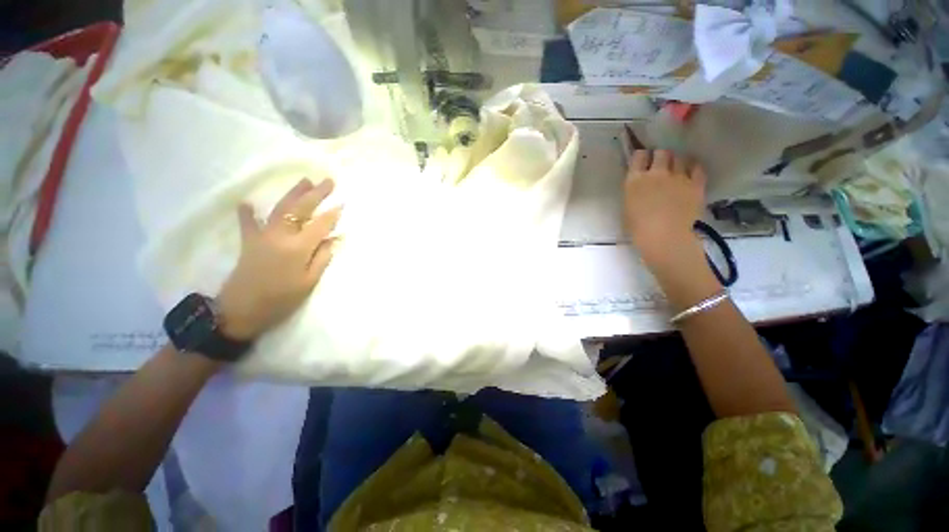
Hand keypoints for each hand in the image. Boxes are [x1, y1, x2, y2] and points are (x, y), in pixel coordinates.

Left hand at [216, 178, 341, 340]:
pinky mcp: (249, 242)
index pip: (320, 224)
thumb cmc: (281, 299)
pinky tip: (247, 202)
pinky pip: (248, 223)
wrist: (240, 311)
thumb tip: (333, 239)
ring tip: (305, 181)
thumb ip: (322, 258)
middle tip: (328, 182)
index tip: (343, 203)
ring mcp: (262, 236)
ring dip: (293, 193)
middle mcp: (281, 236)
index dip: (333, 214)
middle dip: (316, 194)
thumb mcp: (309, 282)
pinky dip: (248, 213)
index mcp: (299, 247)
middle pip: (300, 209)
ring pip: (280, 209)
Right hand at [623, 149, 706, 267]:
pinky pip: (697, 167)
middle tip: (661, 166)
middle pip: (662, 152)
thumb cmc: (638, 229)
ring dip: (677, 162)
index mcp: (635, 180)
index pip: (639, 156)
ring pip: (680, 157)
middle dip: (661, 157)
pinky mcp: (696, 184)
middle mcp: (656, 173)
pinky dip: (693, 168)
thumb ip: (634, 191)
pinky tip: (690, 175)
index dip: (642, 157)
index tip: (643, 163)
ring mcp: (678, 177)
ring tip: (677, 170)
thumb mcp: (628, 207)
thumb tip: (640, 186)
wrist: (665, 238)